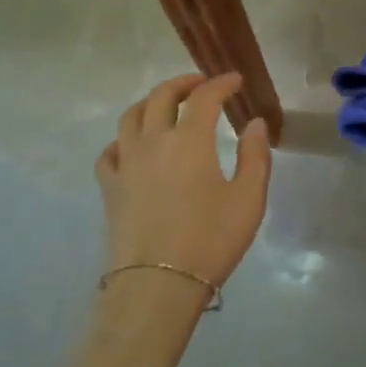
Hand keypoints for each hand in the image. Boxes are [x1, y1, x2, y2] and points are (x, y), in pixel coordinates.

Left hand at [95, 73, 272, 315]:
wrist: (156, 286)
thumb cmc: (210, 241)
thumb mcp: (248, 200)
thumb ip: (255, 156)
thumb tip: (255, 123)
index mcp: (189, 139)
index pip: (204, 96)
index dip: (221, 83)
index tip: (235, 80)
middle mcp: (153, 141)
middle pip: (161, 96)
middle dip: (183, 83)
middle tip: (200, 85)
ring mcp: (126, 163)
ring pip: (130, 116)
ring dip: (150, 103)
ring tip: (164, 107)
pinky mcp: (110, 187)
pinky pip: (109, 152)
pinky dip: (122, 141)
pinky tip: (132, 148)